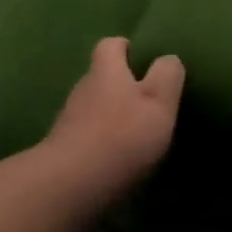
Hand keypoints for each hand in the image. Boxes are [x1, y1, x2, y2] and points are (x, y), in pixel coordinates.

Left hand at [42, 37, 185, 200]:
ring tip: (133, 131)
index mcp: (106, 72)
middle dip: (120, 83)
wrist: (70, 186)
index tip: (139, 56)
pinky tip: (115, 155)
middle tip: (145, 99)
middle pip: (100, 76)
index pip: (111, 45)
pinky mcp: (63, 149)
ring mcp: (68, 121)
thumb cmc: (122, 136)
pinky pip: (85, 134)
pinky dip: (100, 139)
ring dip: (110, 114)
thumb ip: (167, 75)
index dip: (125, 47)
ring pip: (92, 106)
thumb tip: (168, 58)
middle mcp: (83, 89)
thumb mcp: (159, 102)